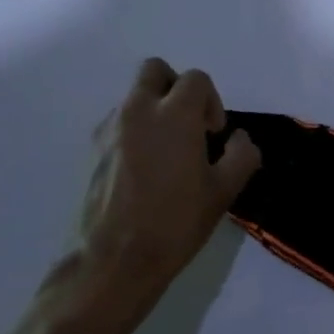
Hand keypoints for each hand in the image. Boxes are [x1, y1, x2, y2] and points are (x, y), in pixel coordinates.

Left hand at [69, 60, 260, 311]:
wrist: (113, 262)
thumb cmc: (176, 222)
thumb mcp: (225, 190)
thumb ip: (242, 154)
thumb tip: (238, 139)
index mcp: (174, 115)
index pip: (196, 79)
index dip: (212, 102)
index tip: (214, 136)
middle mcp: (137, 112)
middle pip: (155, 71)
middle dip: (176, 88)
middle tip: (189, 125)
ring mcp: (109, 131)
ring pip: (134, 98)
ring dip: (154, 110)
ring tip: (166, 153)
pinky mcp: (91, 153)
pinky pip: (118, 124)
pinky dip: (134, 132)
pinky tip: (144, 170)